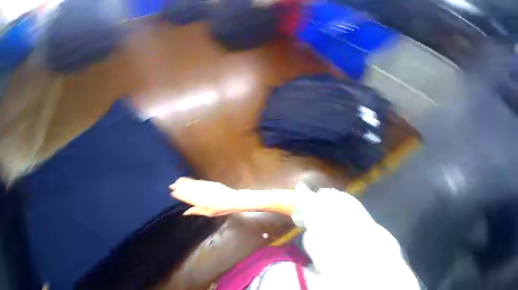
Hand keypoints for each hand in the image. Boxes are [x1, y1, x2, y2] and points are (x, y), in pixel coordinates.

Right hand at [170, 177, 247, 215]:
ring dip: (186, 182)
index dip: (180, 195)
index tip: (173, 192)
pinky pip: (201, 182)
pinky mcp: (211, 183)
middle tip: (172, 185)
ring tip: (178, 180)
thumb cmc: (220, 208)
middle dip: (181, 186)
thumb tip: (185, 212)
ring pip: (194, 184)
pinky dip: (194, 181)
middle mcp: (203, 193)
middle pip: (190, 189)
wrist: (232, 199)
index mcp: (201, 201)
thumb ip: (196, 211)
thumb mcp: (208, 213)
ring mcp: (207, 187)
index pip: (188, 197)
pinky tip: (191, 180)